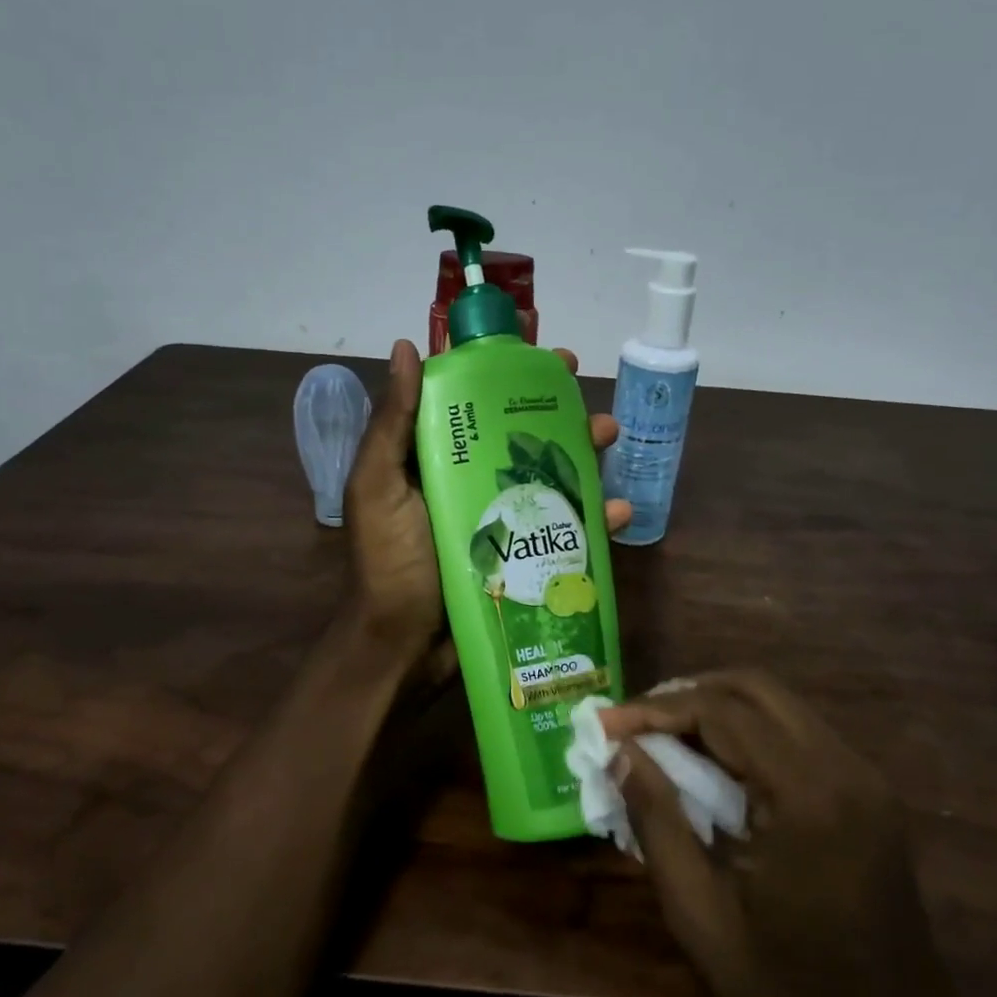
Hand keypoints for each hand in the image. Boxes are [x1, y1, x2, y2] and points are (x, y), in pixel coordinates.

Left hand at [343, 339, 629, 670]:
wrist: (403, 647)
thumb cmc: (389, 563)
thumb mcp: (378, 488)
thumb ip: (392, 423)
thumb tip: (407, 348)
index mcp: (434, 459)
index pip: (476, 402)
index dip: (511, 377)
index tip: (547, 360)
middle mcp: (470, 482)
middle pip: (523, 438)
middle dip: (561, 416)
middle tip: (590, 402)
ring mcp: (500, 520)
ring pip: (551, 477)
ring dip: (585, 456)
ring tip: (611, 439)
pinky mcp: (523, 556)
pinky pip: (564, 529)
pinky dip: (594, 519)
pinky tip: (618, 511)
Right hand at [600, 671, 976, 996]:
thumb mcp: (701, 917)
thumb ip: (657, 822)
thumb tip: (620, 753)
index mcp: (808, 796)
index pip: (721, 712)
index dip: (654, 709)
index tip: (604, 725)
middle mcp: (845, 768)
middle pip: (755, 687)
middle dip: (686, 694)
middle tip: (634, 724)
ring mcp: (866, 779)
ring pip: (779, 705)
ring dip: (717, 709)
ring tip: (662, 739)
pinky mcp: (871, 796)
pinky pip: (799, 735)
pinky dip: (748, 733)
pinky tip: (714, 765)